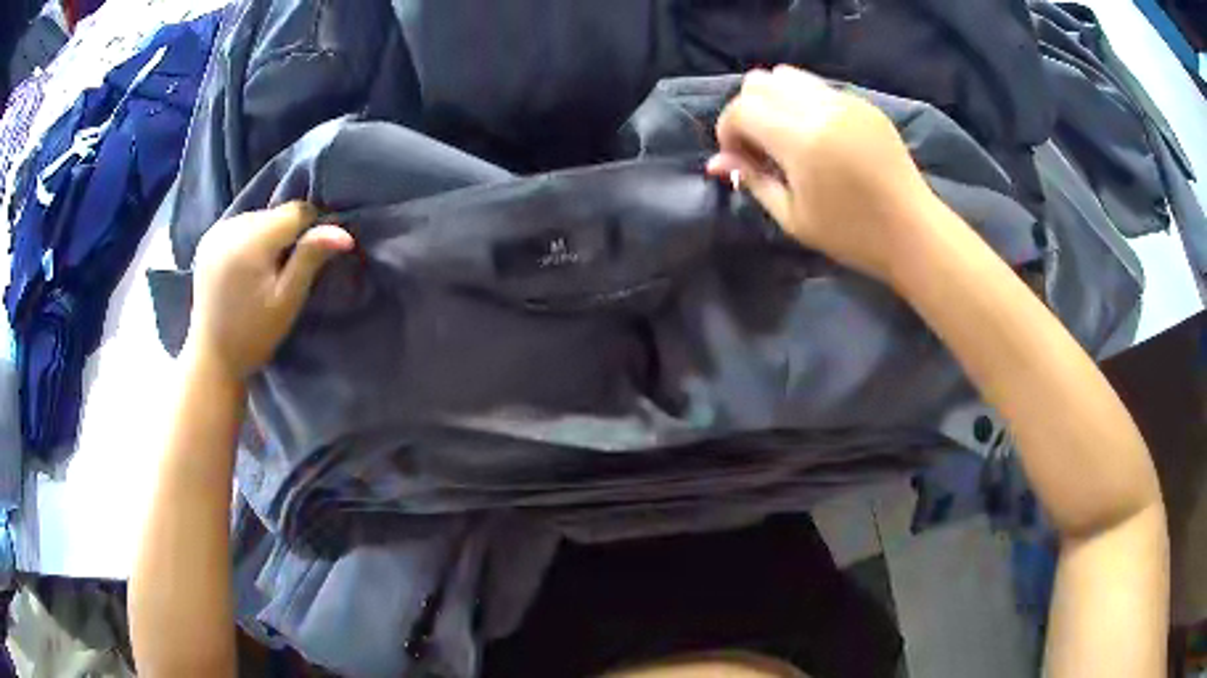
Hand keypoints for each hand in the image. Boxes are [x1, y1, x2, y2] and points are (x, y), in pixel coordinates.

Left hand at [187, 202, 353, 379]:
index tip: (308, 260)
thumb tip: (345, 233)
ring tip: (263, 271)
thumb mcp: (288, 300)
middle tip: (283, 273)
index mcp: (250, 242)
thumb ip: (310, 258)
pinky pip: (241, 224)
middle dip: (286, 235)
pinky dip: (250, 238)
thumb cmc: (254, 335)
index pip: (296, 211)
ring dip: (268, 236)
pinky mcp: (208, 238)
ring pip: (259, 217)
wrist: (212, 358)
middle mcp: (231, 227)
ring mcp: (216, 231)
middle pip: (276, 213)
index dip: (310, 230)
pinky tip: (245, 266)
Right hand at [707, 66, 940, 281]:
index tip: (739, 159)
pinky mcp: (863, 103)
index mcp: (801, 140)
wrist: (912, 230)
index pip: (741, 108)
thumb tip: (716, 162)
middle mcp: (820, 108)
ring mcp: (845, 101)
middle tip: (760, 146)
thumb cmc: (851, 235)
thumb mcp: (793, 218)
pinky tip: (816, 135)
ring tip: (786, 136)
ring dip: (774, 100)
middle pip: (759, 82)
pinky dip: (802, 101)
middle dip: (747, 110)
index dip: (728, 131)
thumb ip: (753, 180)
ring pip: (787, 75)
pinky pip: (817, 86)